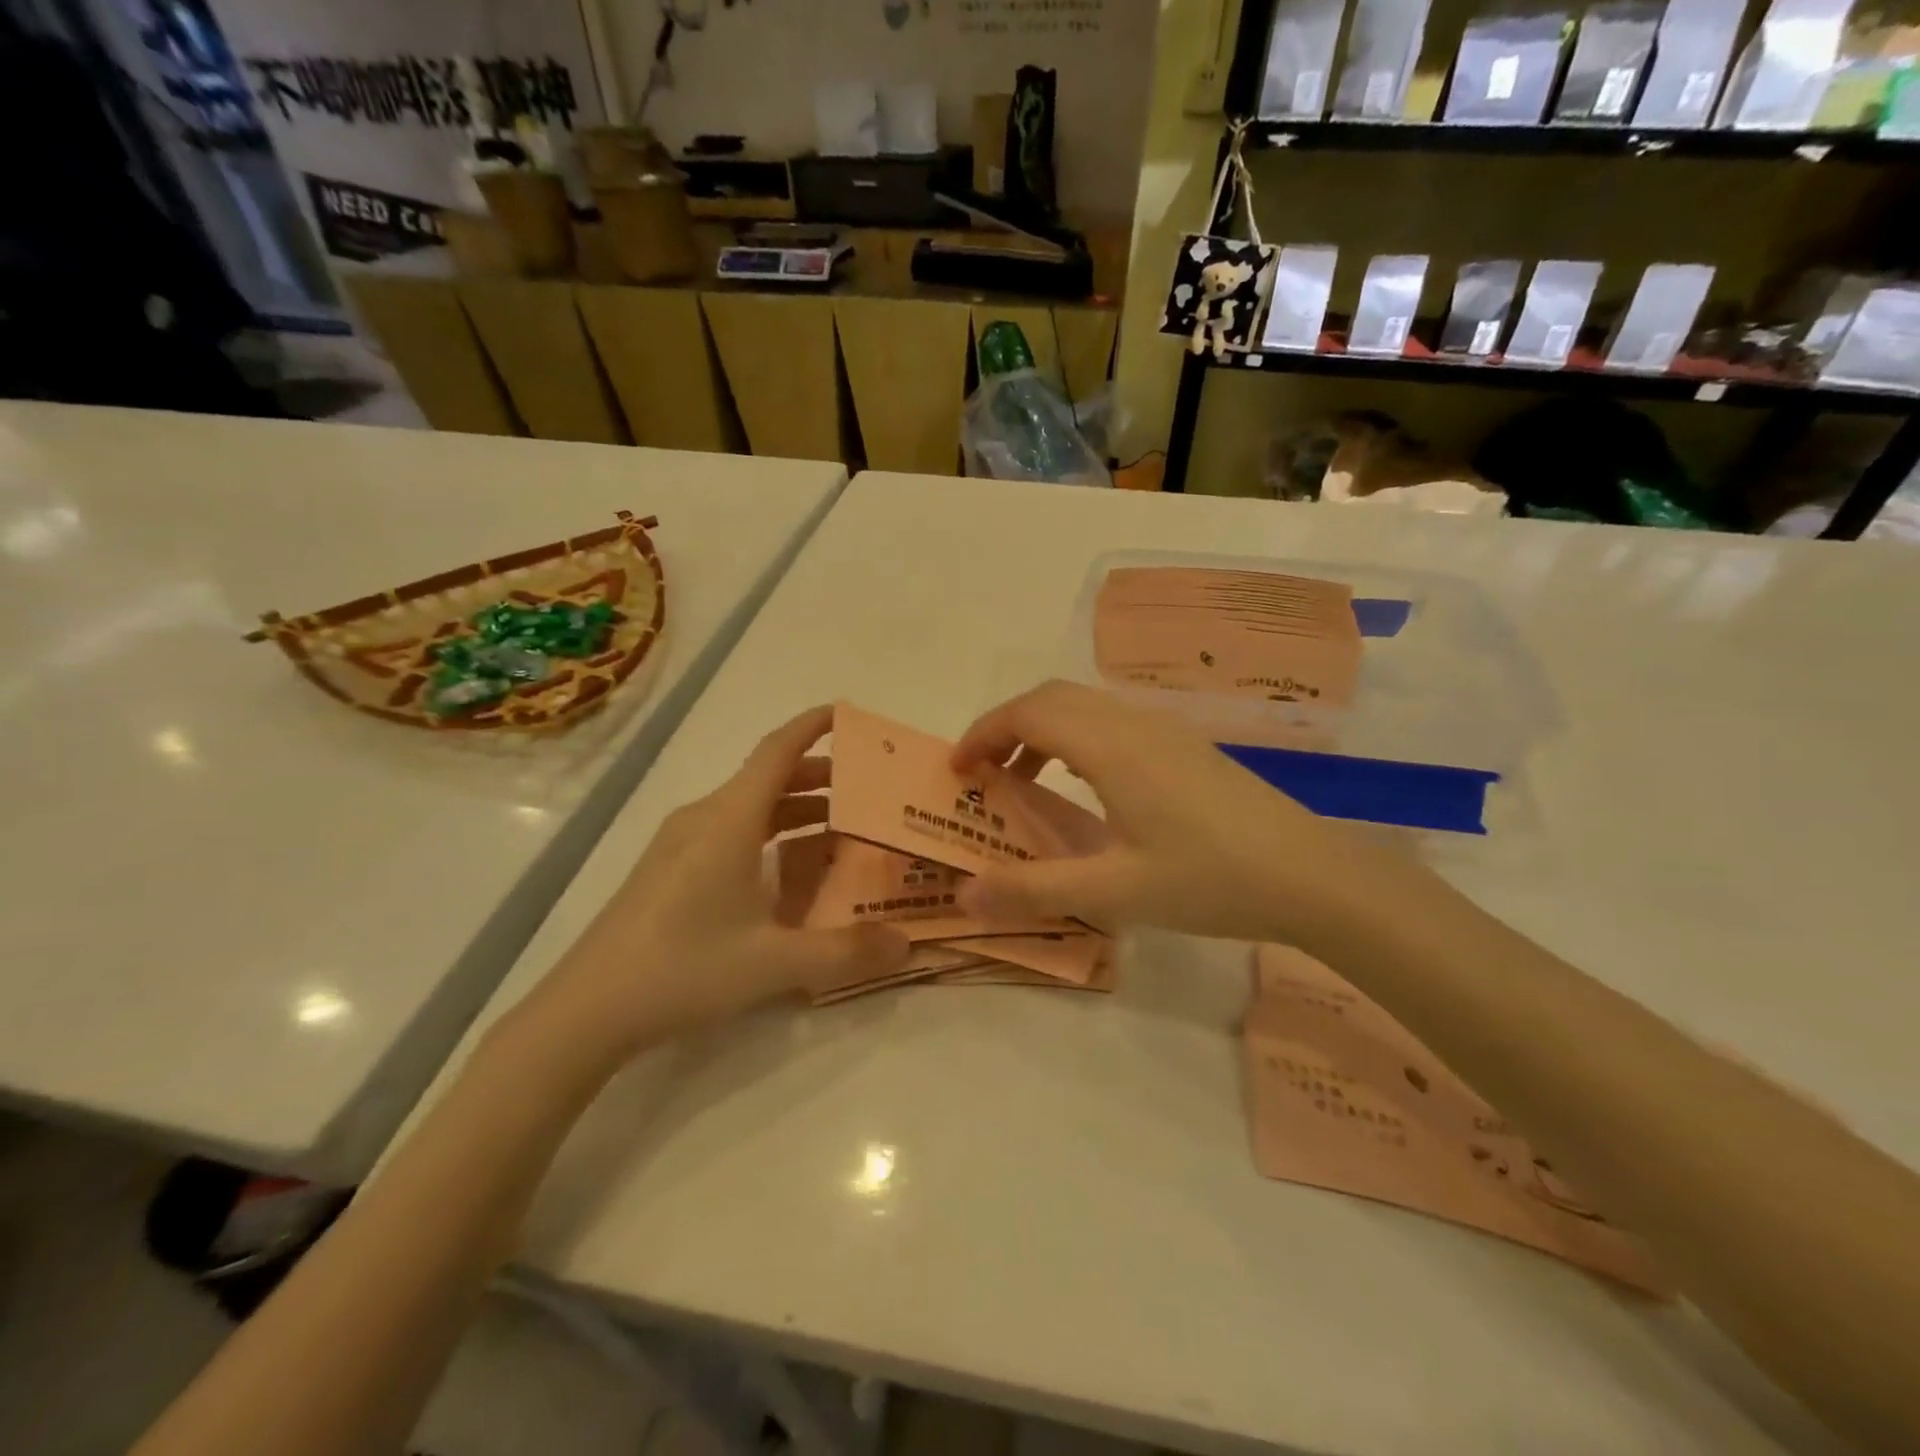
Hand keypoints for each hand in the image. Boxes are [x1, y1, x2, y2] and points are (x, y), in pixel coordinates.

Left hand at [513, 707, 909, 1065]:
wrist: (586, 1011)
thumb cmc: (683, 968)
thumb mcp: (774, 963)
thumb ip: (846, 951)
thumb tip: (907, 943)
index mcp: (729, 819)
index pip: (778, 750)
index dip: (813, 726)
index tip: (849, 715)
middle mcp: (705, 818)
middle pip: (768, 777)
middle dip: (819, 777)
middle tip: (868, 792)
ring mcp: (681, 843)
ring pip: (749, 807)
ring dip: (795, 810)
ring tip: (841, 831)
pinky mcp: (669, 870)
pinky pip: (730, 832)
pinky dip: (769, 835)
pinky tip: (789, 872)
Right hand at [950, 681, 1389, 943]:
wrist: (1312, 875)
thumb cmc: (1210, 879)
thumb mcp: (1113, 892)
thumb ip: (1032, 890)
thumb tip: (962, 895)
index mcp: (1110, 746)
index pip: (1028, 712)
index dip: (982, 732)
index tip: (956, 771)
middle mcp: (1133, 724)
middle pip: (1052, 698)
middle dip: (1006, 727)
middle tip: (982, 775)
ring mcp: (1164, 731)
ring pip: (1084, 707)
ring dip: (1042, 732)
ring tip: (1024, 784)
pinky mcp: (1185, 747)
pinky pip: (1111, 723)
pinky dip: (1075, 740)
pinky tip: (1085, 790)